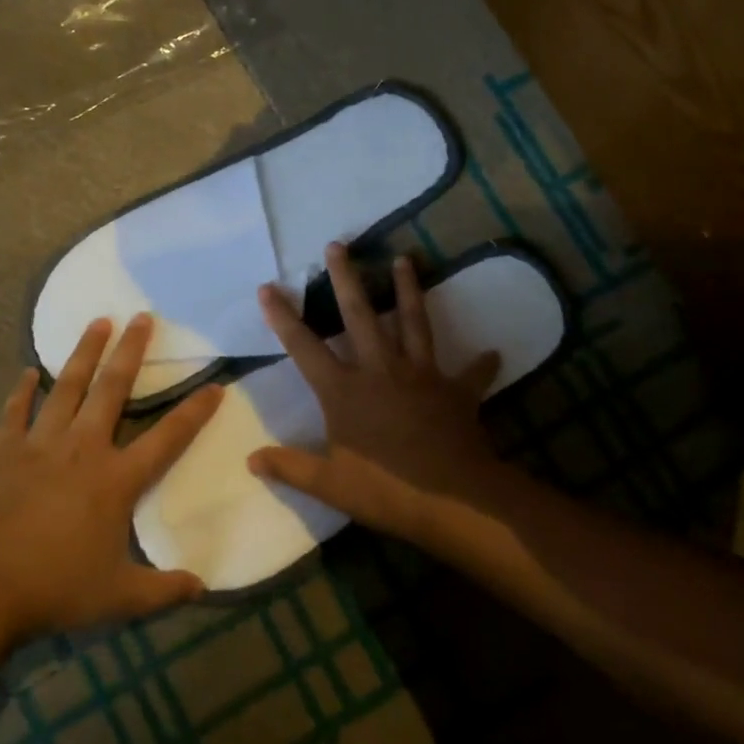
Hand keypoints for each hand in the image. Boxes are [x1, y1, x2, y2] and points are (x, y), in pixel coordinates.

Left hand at [0, 314, 221, 640]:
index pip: (168, 437)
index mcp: (117, 479)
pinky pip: (14, 413)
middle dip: (131, 351)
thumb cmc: (56, 587)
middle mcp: (83, 449)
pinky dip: (22, 391)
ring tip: (97, 321)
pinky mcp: (2, 452)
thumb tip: (202, 587)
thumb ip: (164, 590)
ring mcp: (40, 445)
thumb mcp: (120, 597)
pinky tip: (28, 371)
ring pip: (67, 388)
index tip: (215, 386)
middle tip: (142, 317)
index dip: (195, 412)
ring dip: (84, 353)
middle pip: (113, 390)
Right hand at [247, 243, 507, 542]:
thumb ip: (290, 467)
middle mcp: (380, 370)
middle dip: (346, 279)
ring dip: (407, 290)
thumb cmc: (384, 489)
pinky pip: (471, 374)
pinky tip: (493, 352)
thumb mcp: (329, 484)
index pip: (304, 347)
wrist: (450, 498)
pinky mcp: (455, 391)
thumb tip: (251, 460)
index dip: (282, 317)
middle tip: (338, 245)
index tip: (268, 287)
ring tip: (405, 259)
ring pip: (412, 322)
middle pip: (360, 315)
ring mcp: (421, 375)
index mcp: (344, 391)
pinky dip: (481, 365)